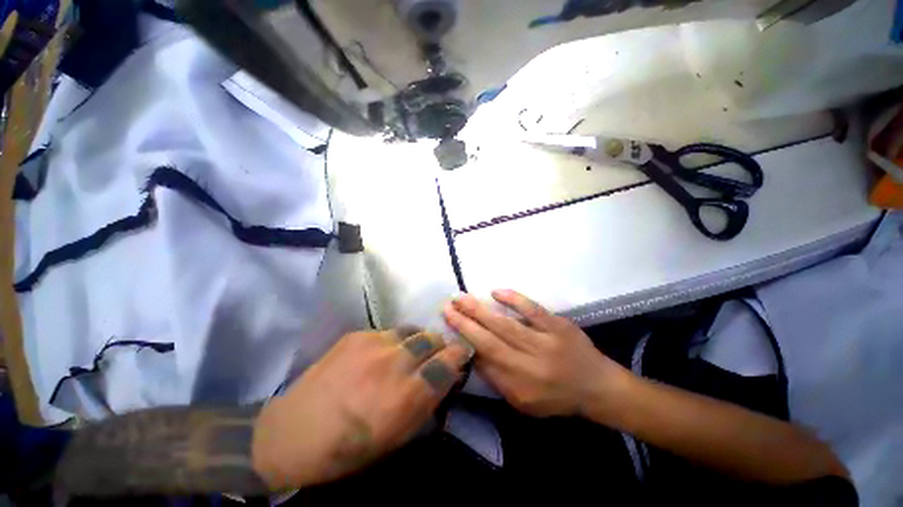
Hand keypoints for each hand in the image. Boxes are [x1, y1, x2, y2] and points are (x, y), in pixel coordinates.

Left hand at [251, 329, 469, 489]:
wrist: (293, 431)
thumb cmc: (349, 447)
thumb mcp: (397, 438)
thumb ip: (428, 403)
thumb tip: (448, 376)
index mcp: (405, 395)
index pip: (447, 362)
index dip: (459, 355)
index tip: (461, 354)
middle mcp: (394, 362)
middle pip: (432, 339)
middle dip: (440, 345)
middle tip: (436, 354)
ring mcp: (374, 344)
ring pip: (412, 331)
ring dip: (418, 341)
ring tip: (410, 352)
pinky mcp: (357, 335)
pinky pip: (388, 332)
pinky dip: (395, 342)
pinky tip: (381, 356)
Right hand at [443, 290, 629, 417]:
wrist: (597, 386)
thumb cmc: (557, 397)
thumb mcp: (524, 402)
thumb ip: (498, 380)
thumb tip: (473, 354)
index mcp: (519, 387)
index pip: (484, 363)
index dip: (464, 343)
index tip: (447, 327)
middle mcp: (529, 366)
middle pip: (489, 342)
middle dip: (464, 324)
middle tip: (446, 307)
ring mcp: (545, 343)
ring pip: (506, 325)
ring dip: (480, 311)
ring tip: (461, 298)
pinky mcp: (558, 326)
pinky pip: (533, 310)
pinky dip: (514, 300)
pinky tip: (495, 291)